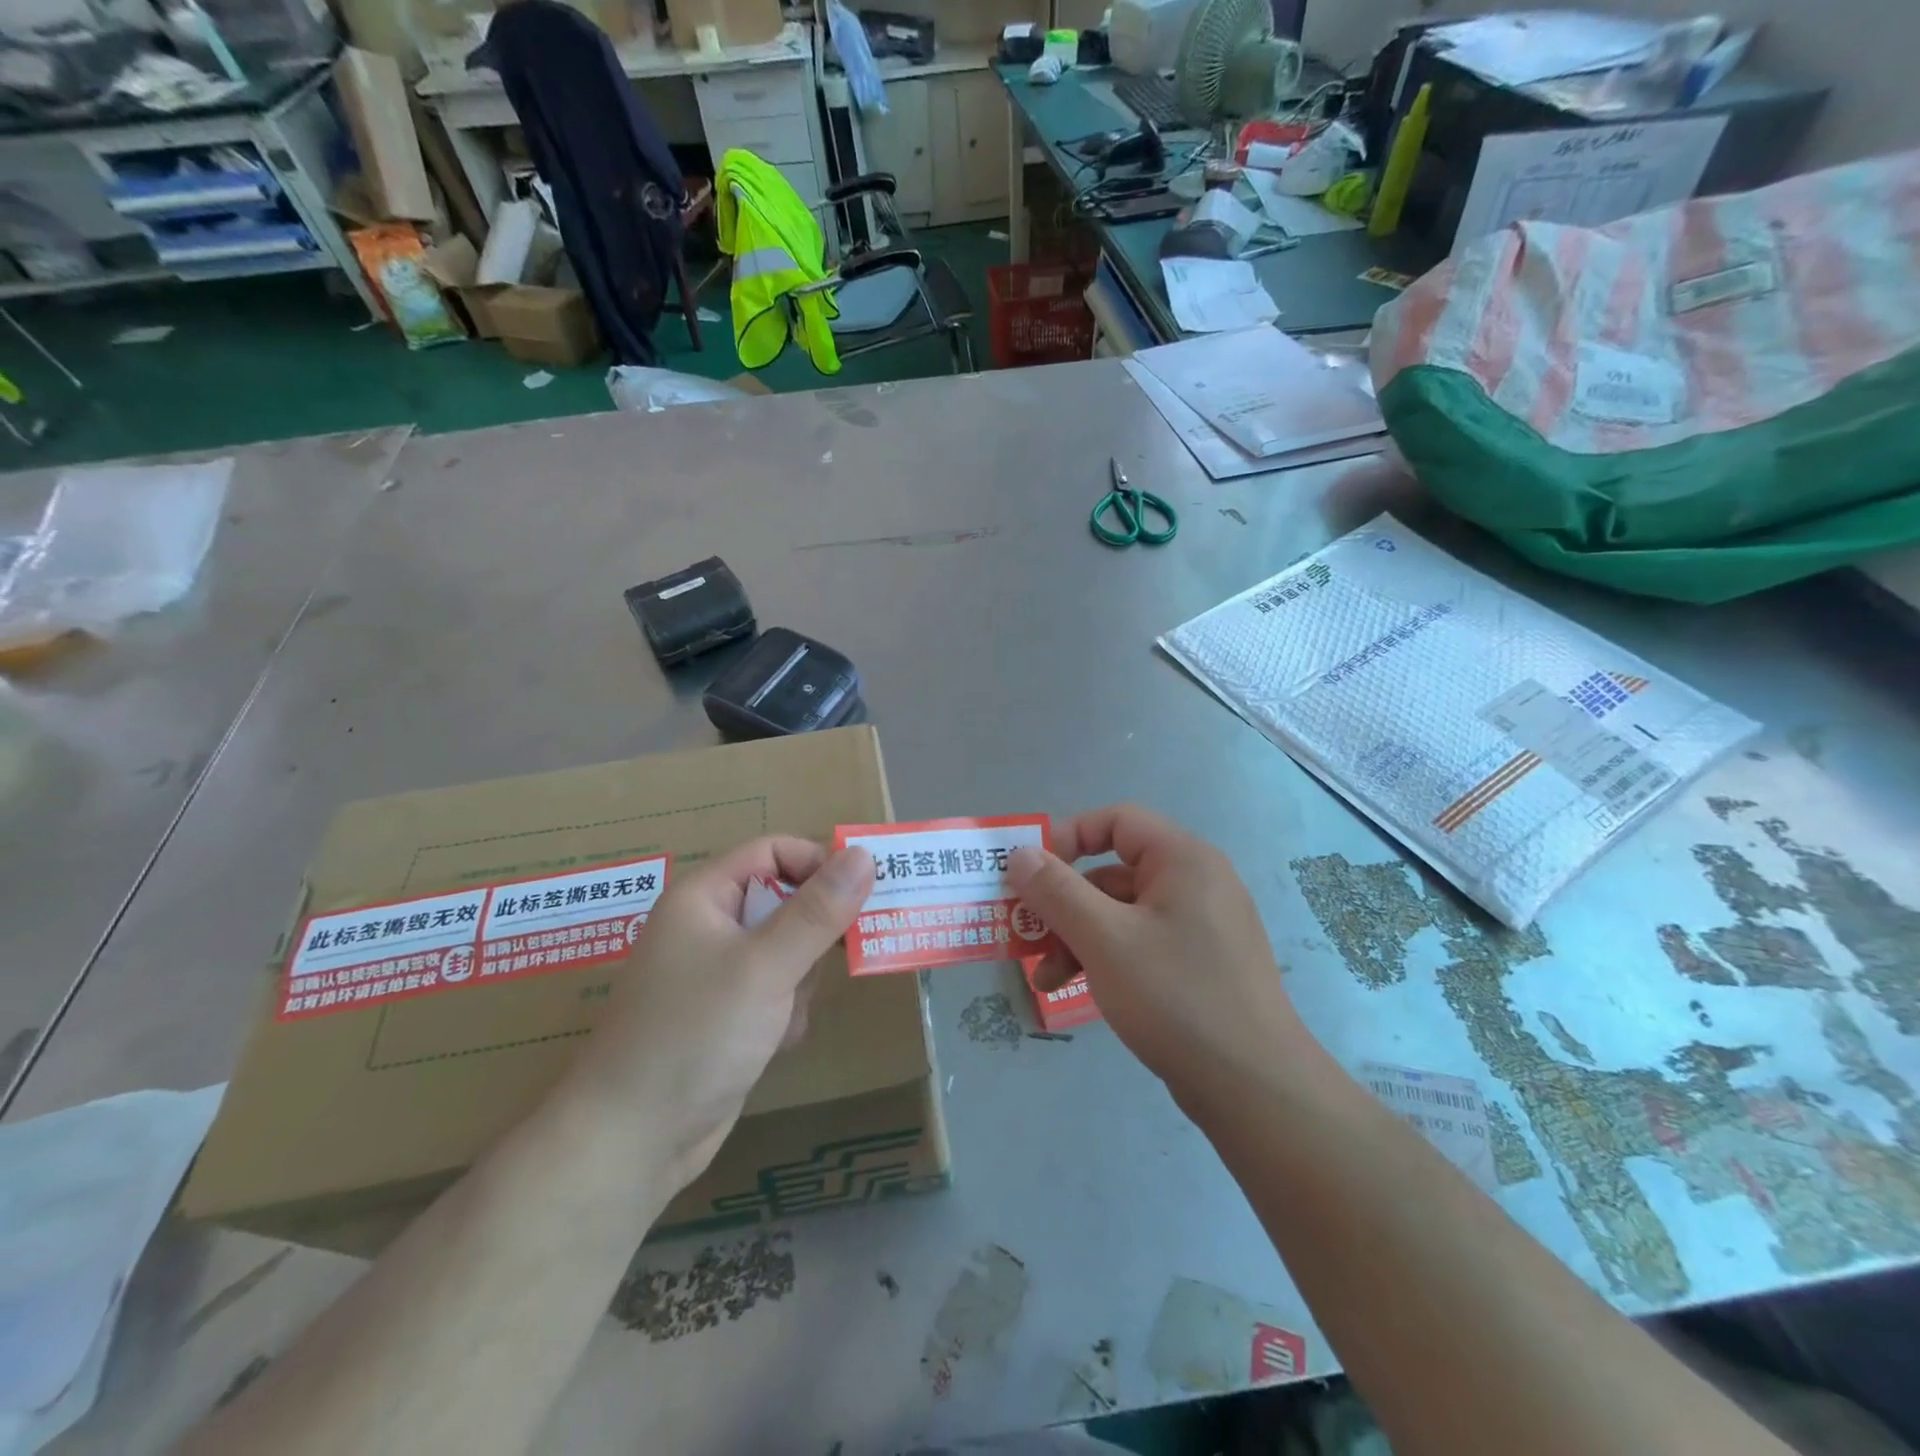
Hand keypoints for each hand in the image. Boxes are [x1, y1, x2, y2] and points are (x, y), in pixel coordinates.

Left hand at [568, 837, 874, 1190]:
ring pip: (788, 950)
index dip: (817, 863)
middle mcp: (709, 926)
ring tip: (787, 1013)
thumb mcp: (765, 966)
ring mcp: (717, 974)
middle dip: (815, 932)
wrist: (633, 1141)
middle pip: (784, 901)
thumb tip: (864, 854)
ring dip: (801, 980)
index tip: (862, 893)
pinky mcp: (727, 1015)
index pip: (773, 851)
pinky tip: (773, 1043)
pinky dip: (786, 1012)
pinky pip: (777, 991)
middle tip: (849, 950)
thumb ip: (818, 911)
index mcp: (704, 897)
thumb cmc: (695, 1034)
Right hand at [1009, 805, 1306, 1102]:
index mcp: (1183, 860)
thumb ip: (1057, 891)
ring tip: (1043, 977)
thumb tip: (1019, 854)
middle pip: (1113, 873)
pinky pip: (1139, 943)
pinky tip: (1075, 989)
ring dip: (1077, 937)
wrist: (1255, 1089)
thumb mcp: (1104, 939)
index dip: (1067, 837)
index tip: (1029, 872)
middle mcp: (1195, 883)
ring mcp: (1199, 927)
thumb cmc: (1176, 997)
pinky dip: (1104, 958)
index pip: (1117, 821)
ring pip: (1121, 914)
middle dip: (1063, 903)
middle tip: (1024, 931)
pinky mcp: (1198, 965)